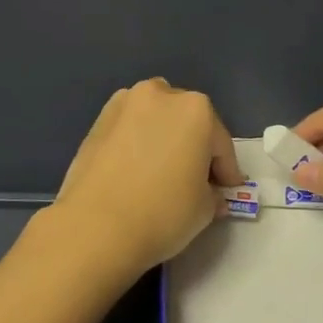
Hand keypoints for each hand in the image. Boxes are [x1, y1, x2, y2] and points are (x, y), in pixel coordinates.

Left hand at [46, 79, 246, 280]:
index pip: (220, 143)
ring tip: (162, 172)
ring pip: (154, 119)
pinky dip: (137, 143)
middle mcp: (159, 95)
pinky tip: (135, 171)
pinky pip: (128, 130)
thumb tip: (210, 194)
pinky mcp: (96, 122)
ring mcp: (123, 105)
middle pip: (187, 121)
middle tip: (196, 180)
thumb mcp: (204, 209)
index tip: (228, 191)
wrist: (95, 226)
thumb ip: (212, 194)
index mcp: (195, 109)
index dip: (227, 171)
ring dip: (163, 138)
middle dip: (194, 146)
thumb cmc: (162, 213)